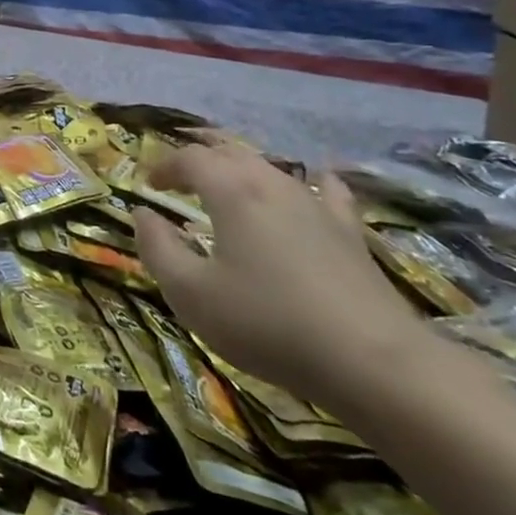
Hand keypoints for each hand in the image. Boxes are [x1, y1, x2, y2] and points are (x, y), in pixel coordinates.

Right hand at [132, 143, 427, 412]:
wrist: (373, 361)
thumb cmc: (266, 323)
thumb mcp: (190, 293)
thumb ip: (157, 248)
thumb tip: (143, 214)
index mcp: (231, 191)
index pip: (191, 158)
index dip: (165, 165)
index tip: (148, 183)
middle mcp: (272, 184)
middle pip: (231, 153)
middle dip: (200, 161)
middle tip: (180, 180)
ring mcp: (317, 205)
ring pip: (272, 168)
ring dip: (242, 170)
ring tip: (227, 187)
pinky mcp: (349, 233)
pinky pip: (325, 191)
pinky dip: (308, 182)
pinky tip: (312, 186)